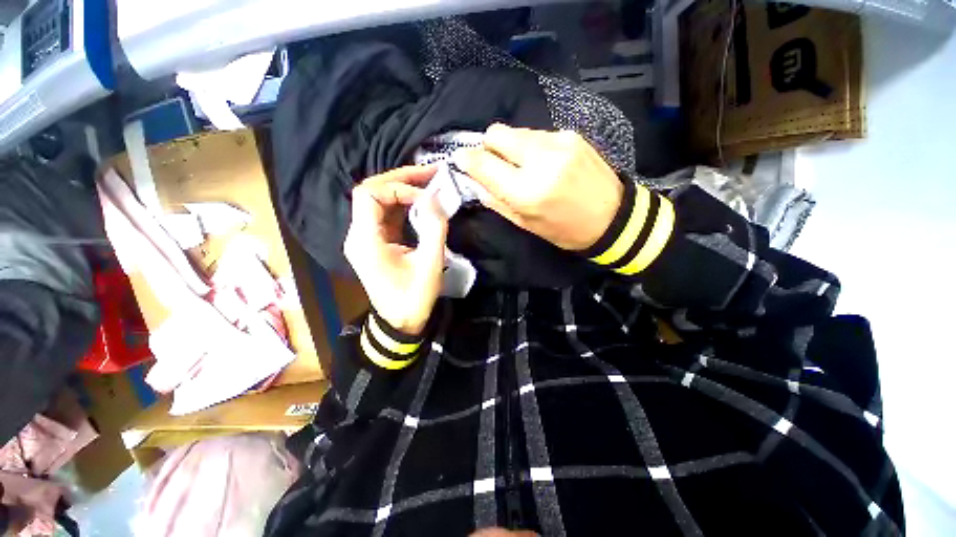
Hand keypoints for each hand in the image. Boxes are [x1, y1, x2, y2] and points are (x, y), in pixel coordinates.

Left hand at [344, 166, 447, 335]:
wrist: (400, 323)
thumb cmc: (414, 298)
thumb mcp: (430, 264)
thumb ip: (434, 228)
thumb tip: (435, 197)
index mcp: (365, 240)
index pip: (370, 194)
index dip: (398, 187)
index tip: (426, 197)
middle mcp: (359, 235)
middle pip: (372, 192)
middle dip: (401, 179)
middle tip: (430, 172)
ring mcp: (365, 238)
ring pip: (379, 201)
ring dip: (403, 188)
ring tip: (428, 181)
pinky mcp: (375, 242)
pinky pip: (385, 214)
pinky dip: (403, 203)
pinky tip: (421, 200)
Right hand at [455, 124, 623, 250]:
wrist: (613, 217)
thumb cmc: (565, 230)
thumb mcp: (526, 224)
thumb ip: (496, 200)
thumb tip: (475, 180)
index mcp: (527, 191)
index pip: (483, 163)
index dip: (466, 159)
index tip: (462, 160)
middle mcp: (540, 160)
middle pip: (496, 133)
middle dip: (488, 147)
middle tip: (495, 164)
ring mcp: (558, 142)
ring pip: (516, 131)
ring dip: (511, 147)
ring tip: (525, 167)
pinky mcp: (571, 134)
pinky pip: (537, 134)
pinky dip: (532, 147)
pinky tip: (545, 163)